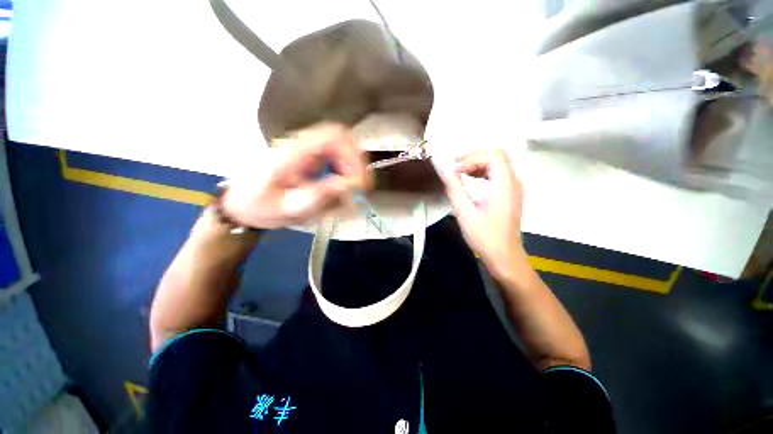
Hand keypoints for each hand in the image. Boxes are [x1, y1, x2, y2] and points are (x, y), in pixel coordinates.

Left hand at [222, 123, 367, 228]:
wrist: (241, 204)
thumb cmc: (260, 206)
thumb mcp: (287, 207)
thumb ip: (318, 196)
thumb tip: (349, 184)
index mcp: (294, 151)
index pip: (334, 136)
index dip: (353, 156)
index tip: (358, 181)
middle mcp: (302, 144)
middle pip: (342, 138)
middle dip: (357, 163)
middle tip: (361, 188)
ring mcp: (306, 149)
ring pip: (341, 146)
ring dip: (353, 166)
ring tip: (355, 189)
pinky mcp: (309, 157)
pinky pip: (336, 156)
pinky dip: (346, 170)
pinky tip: (344, 186)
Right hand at [443, 149, 526, 279]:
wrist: (504, 256)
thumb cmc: (485, 237)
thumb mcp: (465, 214)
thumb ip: (455, 190)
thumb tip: (446, 172)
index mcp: (504, 185)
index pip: (493, 155)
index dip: (472, 157)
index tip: (455, 170)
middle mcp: (513, 182)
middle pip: (497, 156)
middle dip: (474, 157)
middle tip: (455, 166)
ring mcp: (514, 188)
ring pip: (498, 163)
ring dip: (478, 163)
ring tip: (460, 171)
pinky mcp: (510, 194)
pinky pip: (498, 174)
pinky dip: (483, 171)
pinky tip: (471, 179)